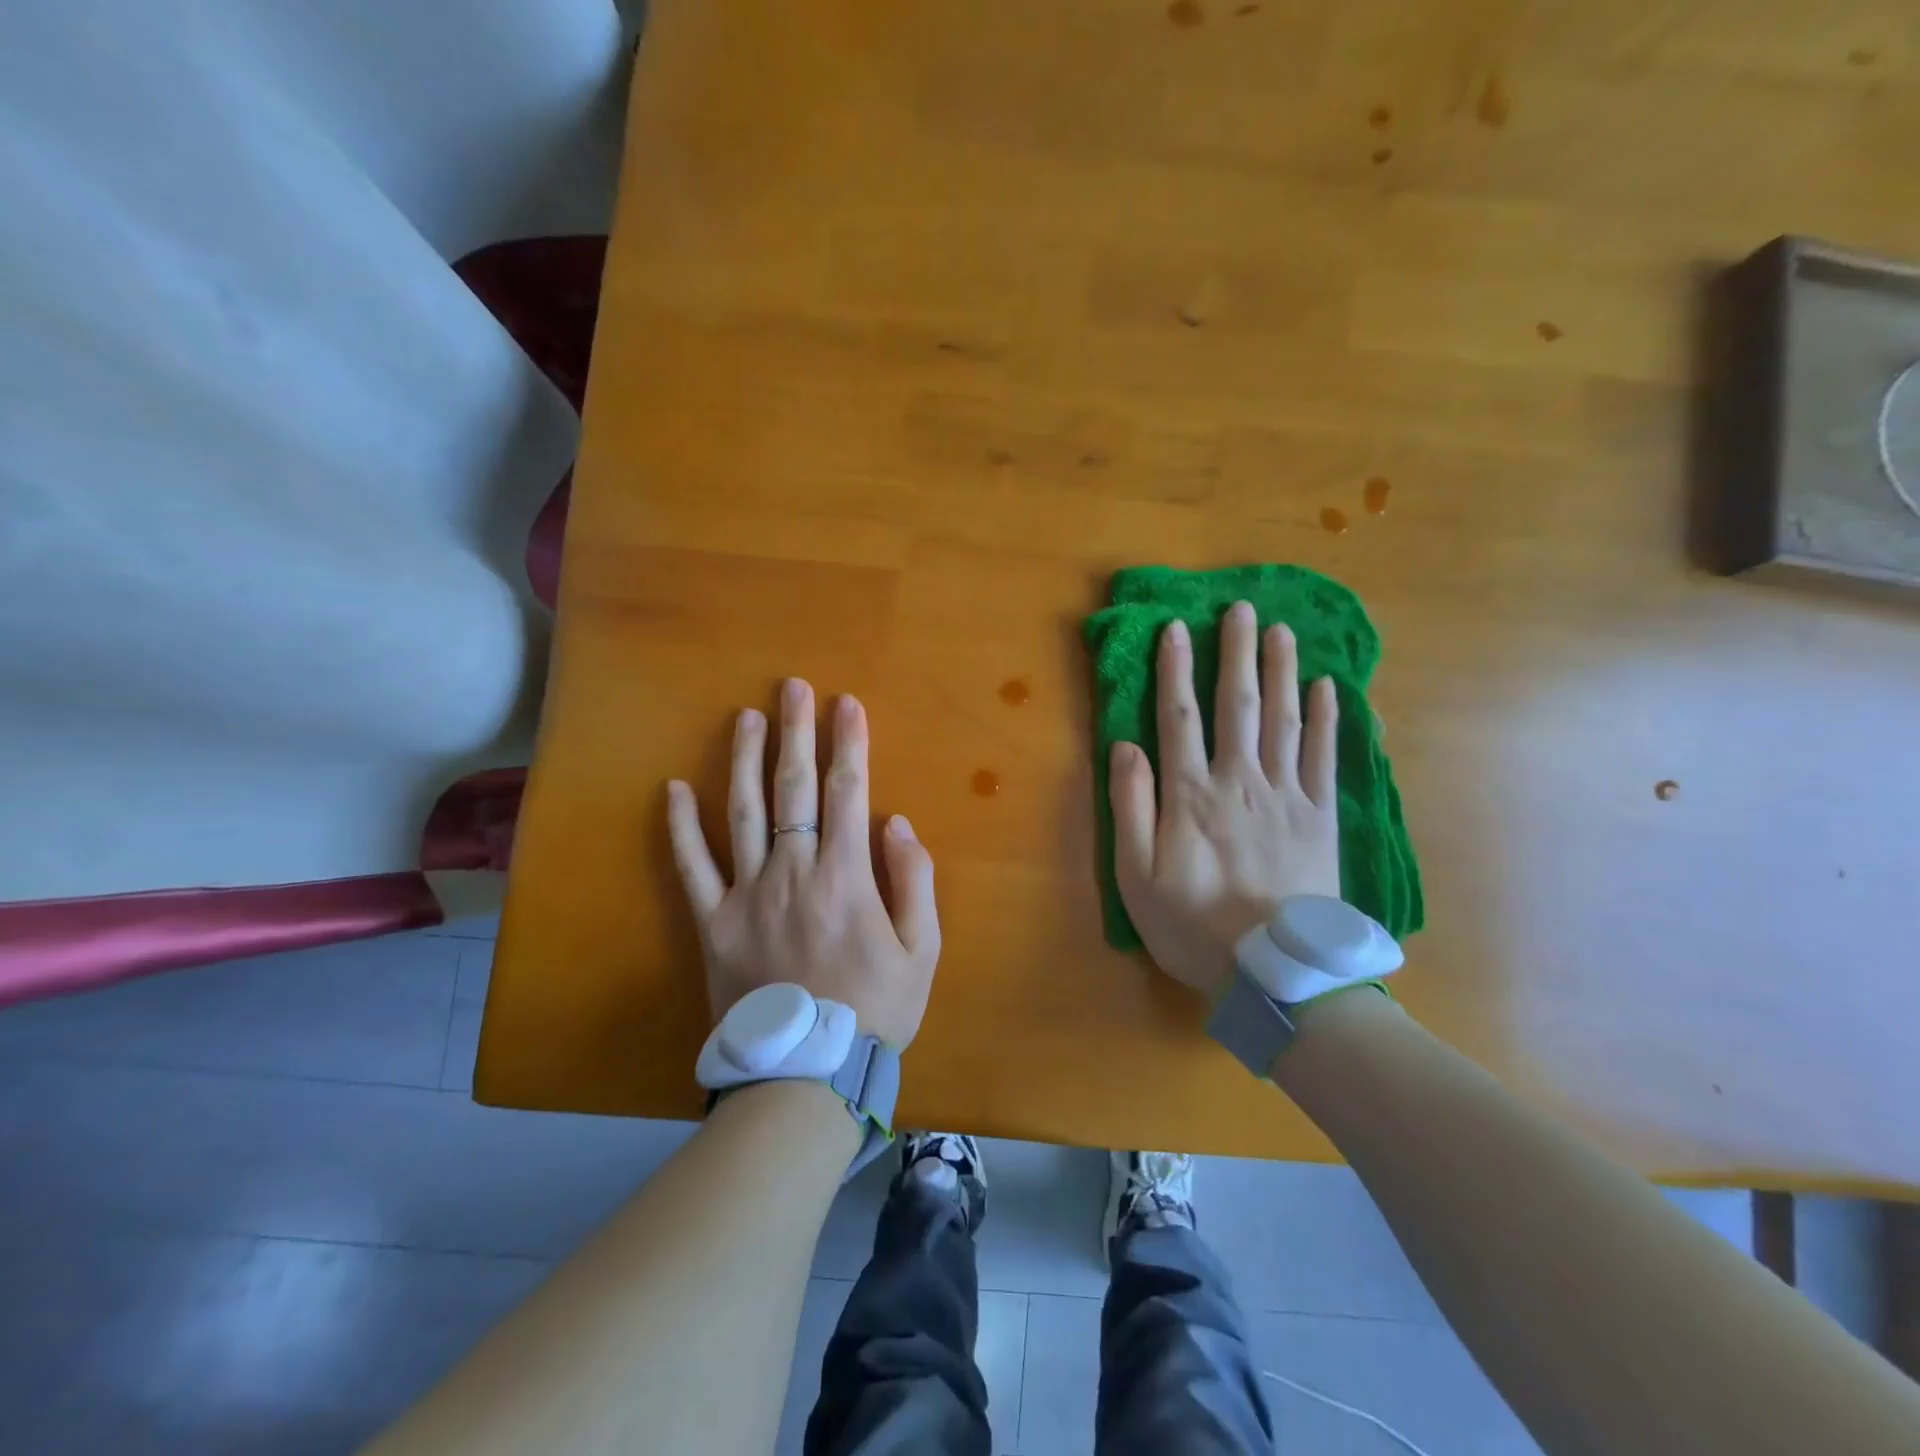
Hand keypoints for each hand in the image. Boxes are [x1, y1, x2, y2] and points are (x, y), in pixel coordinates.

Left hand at [666, 678, 940, 1047]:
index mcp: (846, 876)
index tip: (847, 704)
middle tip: (792, 687)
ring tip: (745, 717)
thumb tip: (896, 822)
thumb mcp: (923, 950)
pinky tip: (672, 789)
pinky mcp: (713, 921)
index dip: (849, 743)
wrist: (807, 1072)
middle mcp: (794, 871)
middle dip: (796, 732)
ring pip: (742, 813)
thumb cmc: (875, 1010)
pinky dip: (681, 828)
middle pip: (795, 788)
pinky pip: (693, 868)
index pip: (849, 791)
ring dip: (744, 760)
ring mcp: (748, 893)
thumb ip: (913, 881)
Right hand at [1109, 602, 1340, 995]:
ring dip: (1281, 672)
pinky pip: (1325, 758)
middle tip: (1240, 608)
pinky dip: (1328, 721)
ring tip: (1281, 631)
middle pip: (1237, 706)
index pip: (1179, 718)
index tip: (1176, 628)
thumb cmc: (1194, 927)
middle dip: (1236, 654)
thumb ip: (1130, 808)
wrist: (1278, 974)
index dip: (1175, 670)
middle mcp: (1240, 782)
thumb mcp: (1137, 877)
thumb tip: (1124, 747)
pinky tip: (1329, 689)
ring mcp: (1287, 797)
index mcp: (1191, 796)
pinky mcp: (1322, 818)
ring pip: (1284, 721)